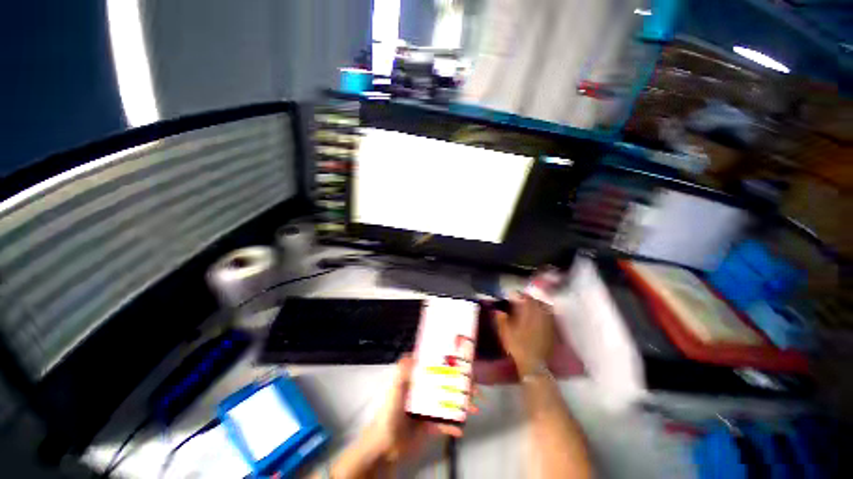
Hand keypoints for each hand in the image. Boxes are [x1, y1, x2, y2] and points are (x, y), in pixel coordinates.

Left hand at [360, 355, 465, 462]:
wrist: (384, 446)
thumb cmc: (389, 413)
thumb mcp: (395, 389)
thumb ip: (403, 371)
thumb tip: (414, 353)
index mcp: (418, 380)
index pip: (436, 367)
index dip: (450, 364)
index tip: (464, 363)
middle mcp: (426, 391)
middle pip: (447, 384)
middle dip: (462, 385)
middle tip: (475, 388)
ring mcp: (430, 408)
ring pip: (450, 402)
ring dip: (463, 405)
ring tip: (475, 407)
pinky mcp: (432, 425)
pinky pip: (446, 424)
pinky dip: (454, 426)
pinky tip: (460, 429)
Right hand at [492, 294, 555, 376]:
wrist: (533, 363)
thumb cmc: (517, 346)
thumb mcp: (505, 332)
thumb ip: (501, 320)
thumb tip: (498, 311)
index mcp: (528, 313)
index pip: (526, 298)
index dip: (519, 295)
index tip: (513, 295)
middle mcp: (540, 315)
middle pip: (537, 301)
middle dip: (530, 299)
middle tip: (522, 300)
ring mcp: (548, 323)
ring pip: (545, 308)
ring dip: (538, 305)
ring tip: (531, 307)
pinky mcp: (552, 331)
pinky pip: (550, 317)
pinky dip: (544, 314)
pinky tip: (539, 317)